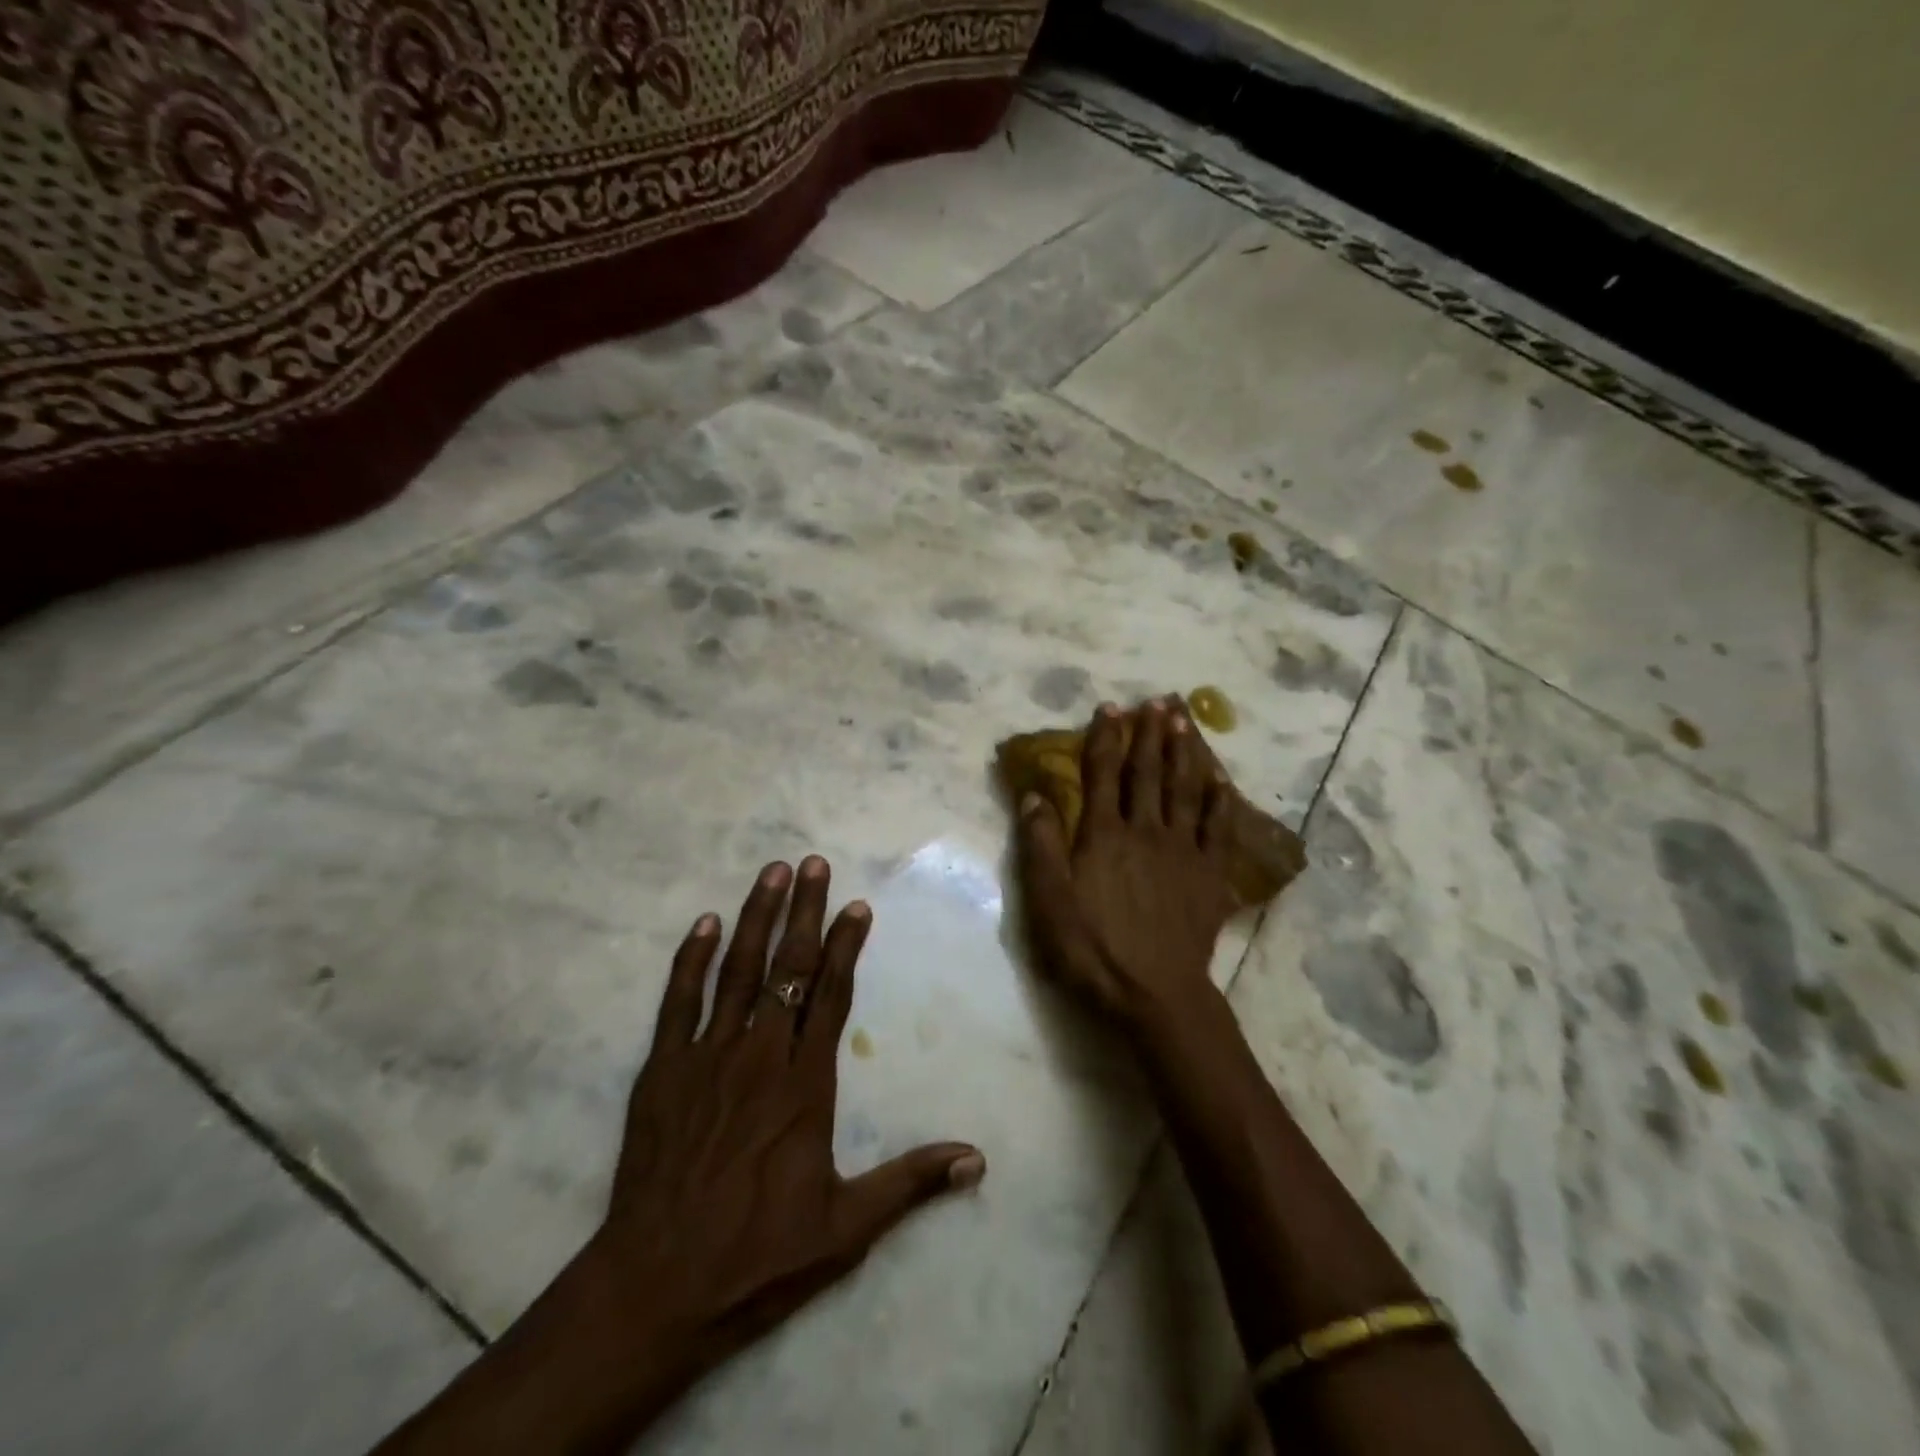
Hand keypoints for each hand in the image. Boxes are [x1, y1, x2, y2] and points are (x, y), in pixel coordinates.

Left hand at [584, 857, 984, 1408]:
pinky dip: (691, 960)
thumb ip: (910, 1183)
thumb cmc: (757, 1256)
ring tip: (771, 872)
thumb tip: (977, 1159)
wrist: (655, 1290)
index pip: (830, 997)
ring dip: (756, 918)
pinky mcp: (662, 1072)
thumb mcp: (847, 1229)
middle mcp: (758, 1057)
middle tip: (812, 863)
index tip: (855, 905)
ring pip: (737, 973)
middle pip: (786, 969)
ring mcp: (706, 1059)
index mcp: (803, 1086)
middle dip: (803, 912)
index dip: (844, 947)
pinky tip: (705, 923)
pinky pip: (677, 1002)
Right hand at [1016, 699, 1237, 1027]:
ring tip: (1184, 721)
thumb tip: (1034, 794)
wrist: (1155, 993)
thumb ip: (1040, 845)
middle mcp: (1145, 830)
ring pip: (1184, 789)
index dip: (1105, 738)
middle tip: (1157, 701)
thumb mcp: (1048, 901)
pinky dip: (1220, 800)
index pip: (1102, 773)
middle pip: (1147, 772)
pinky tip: (1221, 779)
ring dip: (1183, 752)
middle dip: (1149, 734)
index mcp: (1103, 834)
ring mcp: (1182, 850)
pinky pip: (1218, 827)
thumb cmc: (1093, 948)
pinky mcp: (1210, 873)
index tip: (1110, 707)